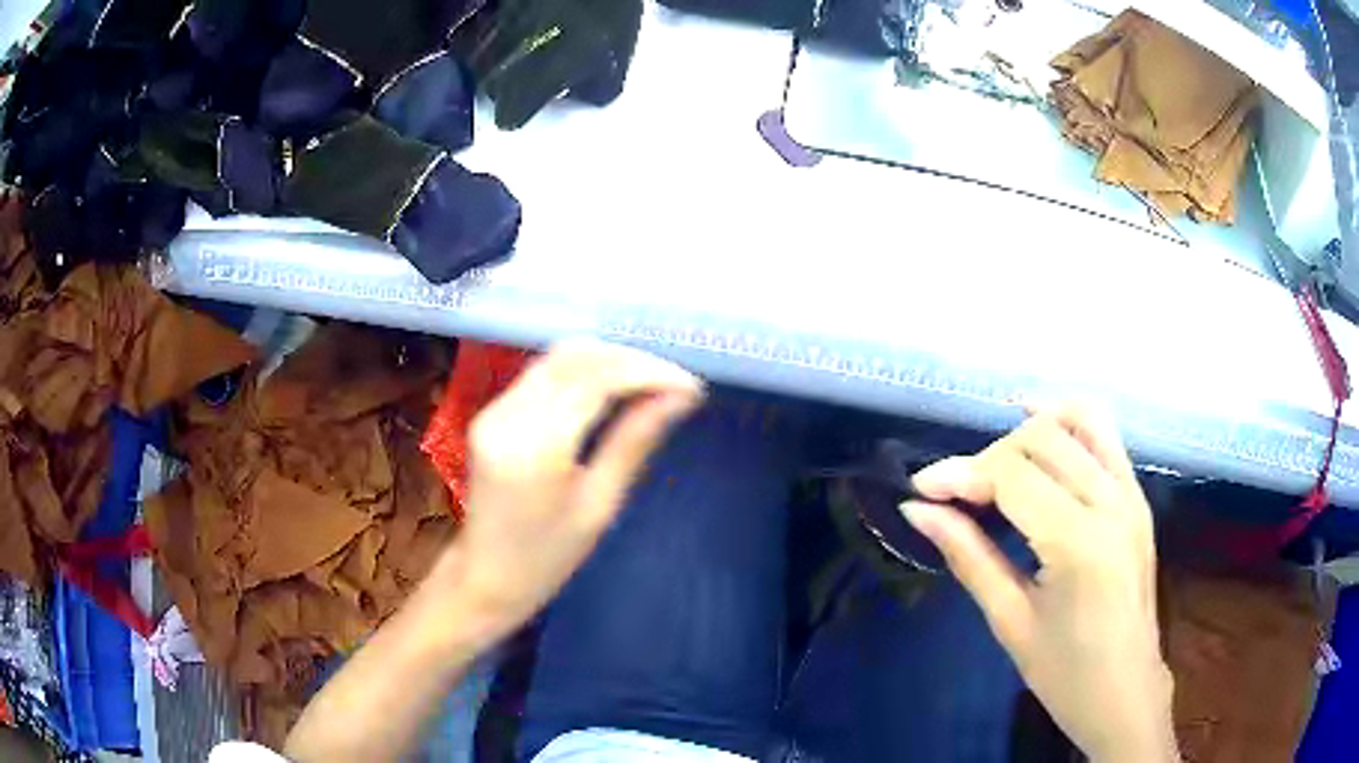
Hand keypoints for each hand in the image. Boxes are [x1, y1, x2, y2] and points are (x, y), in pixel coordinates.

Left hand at [449, 339, 703, 640]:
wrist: (485, 577)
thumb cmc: (548, 557)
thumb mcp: (600, 505)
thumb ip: (634, 441)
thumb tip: (679, 398)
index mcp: (536, 446)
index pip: (597, 379)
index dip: (648, 372)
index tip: (690, 387)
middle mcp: (509, 415)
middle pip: (575, 356)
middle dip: (630, 359)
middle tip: (673, 382)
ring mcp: (494, 410)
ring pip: (557, 357)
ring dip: (606, 360)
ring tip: (650, 382)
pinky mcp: (490, 413)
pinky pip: (541, 374)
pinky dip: (581, 371)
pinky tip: (611, 388)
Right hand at [904, 405, 1177, 762]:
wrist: (1125, 692)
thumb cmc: (1064, 673)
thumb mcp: (1010, 621)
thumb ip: (968, 556)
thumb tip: (918, 511)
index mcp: (1079, 543)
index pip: (1012, 476)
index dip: (960, 473)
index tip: (920, 489)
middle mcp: (1112, 503)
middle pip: (1043, 439)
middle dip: (990, 457)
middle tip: (957, 494)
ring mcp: (1131, 494)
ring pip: (1079, 421)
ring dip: (1031, 427)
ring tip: (995, 454)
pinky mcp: (1138, 497)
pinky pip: (1105, 436)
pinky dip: (1070, 421)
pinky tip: (1040, 430)